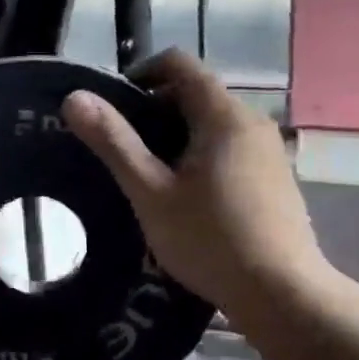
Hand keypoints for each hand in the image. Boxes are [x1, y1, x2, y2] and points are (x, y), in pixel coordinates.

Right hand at [62, 49, 332, 319]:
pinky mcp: (275, 177)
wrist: (283, 295)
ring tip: (147, 175)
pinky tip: (186, 196)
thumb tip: (74, 97)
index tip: (112, 105)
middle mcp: (252, 121)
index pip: (178, 63)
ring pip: (212, 122)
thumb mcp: (150, 192)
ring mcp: (268, 150)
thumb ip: (113, 141)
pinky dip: (200, 153)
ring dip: (176, 135)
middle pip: (195, 92)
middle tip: (122, 148)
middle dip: (154, 109)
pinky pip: (230, 146)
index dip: (140, 73)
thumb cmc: (210, 239)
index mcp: (223, 115)